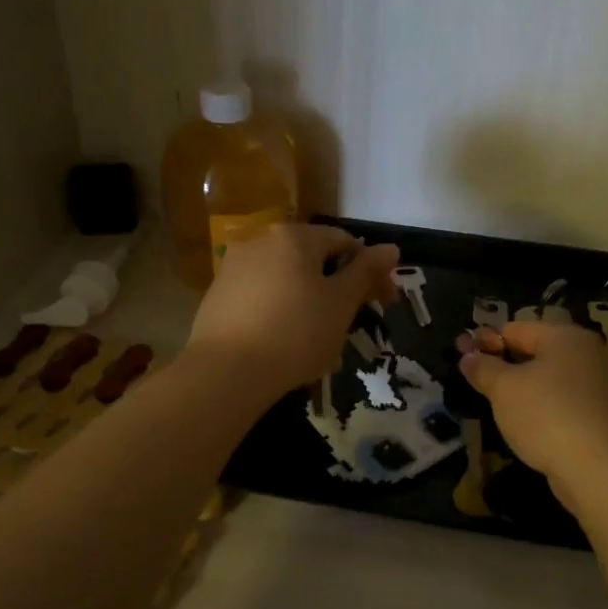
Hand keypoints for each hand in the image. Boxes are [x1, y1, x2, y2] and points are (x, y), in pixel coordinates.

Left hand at [186, 224, 399, 398]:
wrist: (225, 372)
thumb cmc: (295, 333)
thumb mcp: (341, 303)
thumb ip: (366, 272)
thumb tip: (390, 248)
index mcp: (293, 236)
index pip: (344, 243)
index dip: (371, 272)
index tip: (384, 304)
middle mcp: (260, 241)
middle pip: (312, 260)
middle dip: (338, 290)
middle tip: (352, 326)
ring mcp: (233, 268)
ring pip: (286, 281)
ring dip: (310, 304)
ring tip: (320, 343)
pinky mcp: (217, 296)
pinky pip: (261, 298)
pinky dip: (280, 314)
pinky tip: (286, 346)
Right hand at [456, 320, 607, 485]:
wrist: (599, 470)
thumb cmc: (546, 415)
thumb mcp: (503, 389)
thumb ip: (483, 368)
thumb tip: (468, 357)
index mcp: (565, 336)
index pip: (516, 328)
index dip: (485, 340)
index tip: (461, 354)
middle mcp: (587, 353)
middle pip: (535, 350)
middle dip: (503, 362)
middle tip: (474, 378)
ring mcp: (598, 385)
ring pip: (549, 377)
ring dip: (521, 386)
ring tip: (494, 401)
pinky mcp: (601, 414)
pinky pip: (562, 400)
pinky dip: (541, 405)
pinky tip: (523, 421)